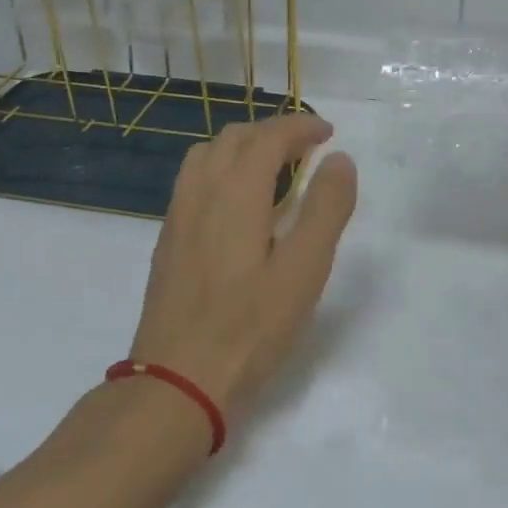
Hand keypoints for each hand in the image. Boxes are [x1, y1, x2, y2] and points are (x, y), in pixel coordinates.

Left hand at [131, 115, 358, 417]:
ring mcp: (178, 215)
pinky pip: (194, 180)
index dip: (301, 126)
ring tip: (273, 168)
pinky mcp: (168, 239)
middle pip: (235, 137)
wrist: (176, 381)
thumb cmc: (249, 327)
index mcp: (235, 192)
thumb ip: (325, 209)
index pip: (269, 136)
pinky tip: (238, 205)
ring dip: (243, 147)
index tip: (328, 132)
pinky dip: (222, 169)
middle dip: (274, 132)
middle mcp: (201, 191)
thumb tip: (339, 160)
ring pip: (208, 155)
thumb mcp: (304, 270)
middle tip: (307, 149)